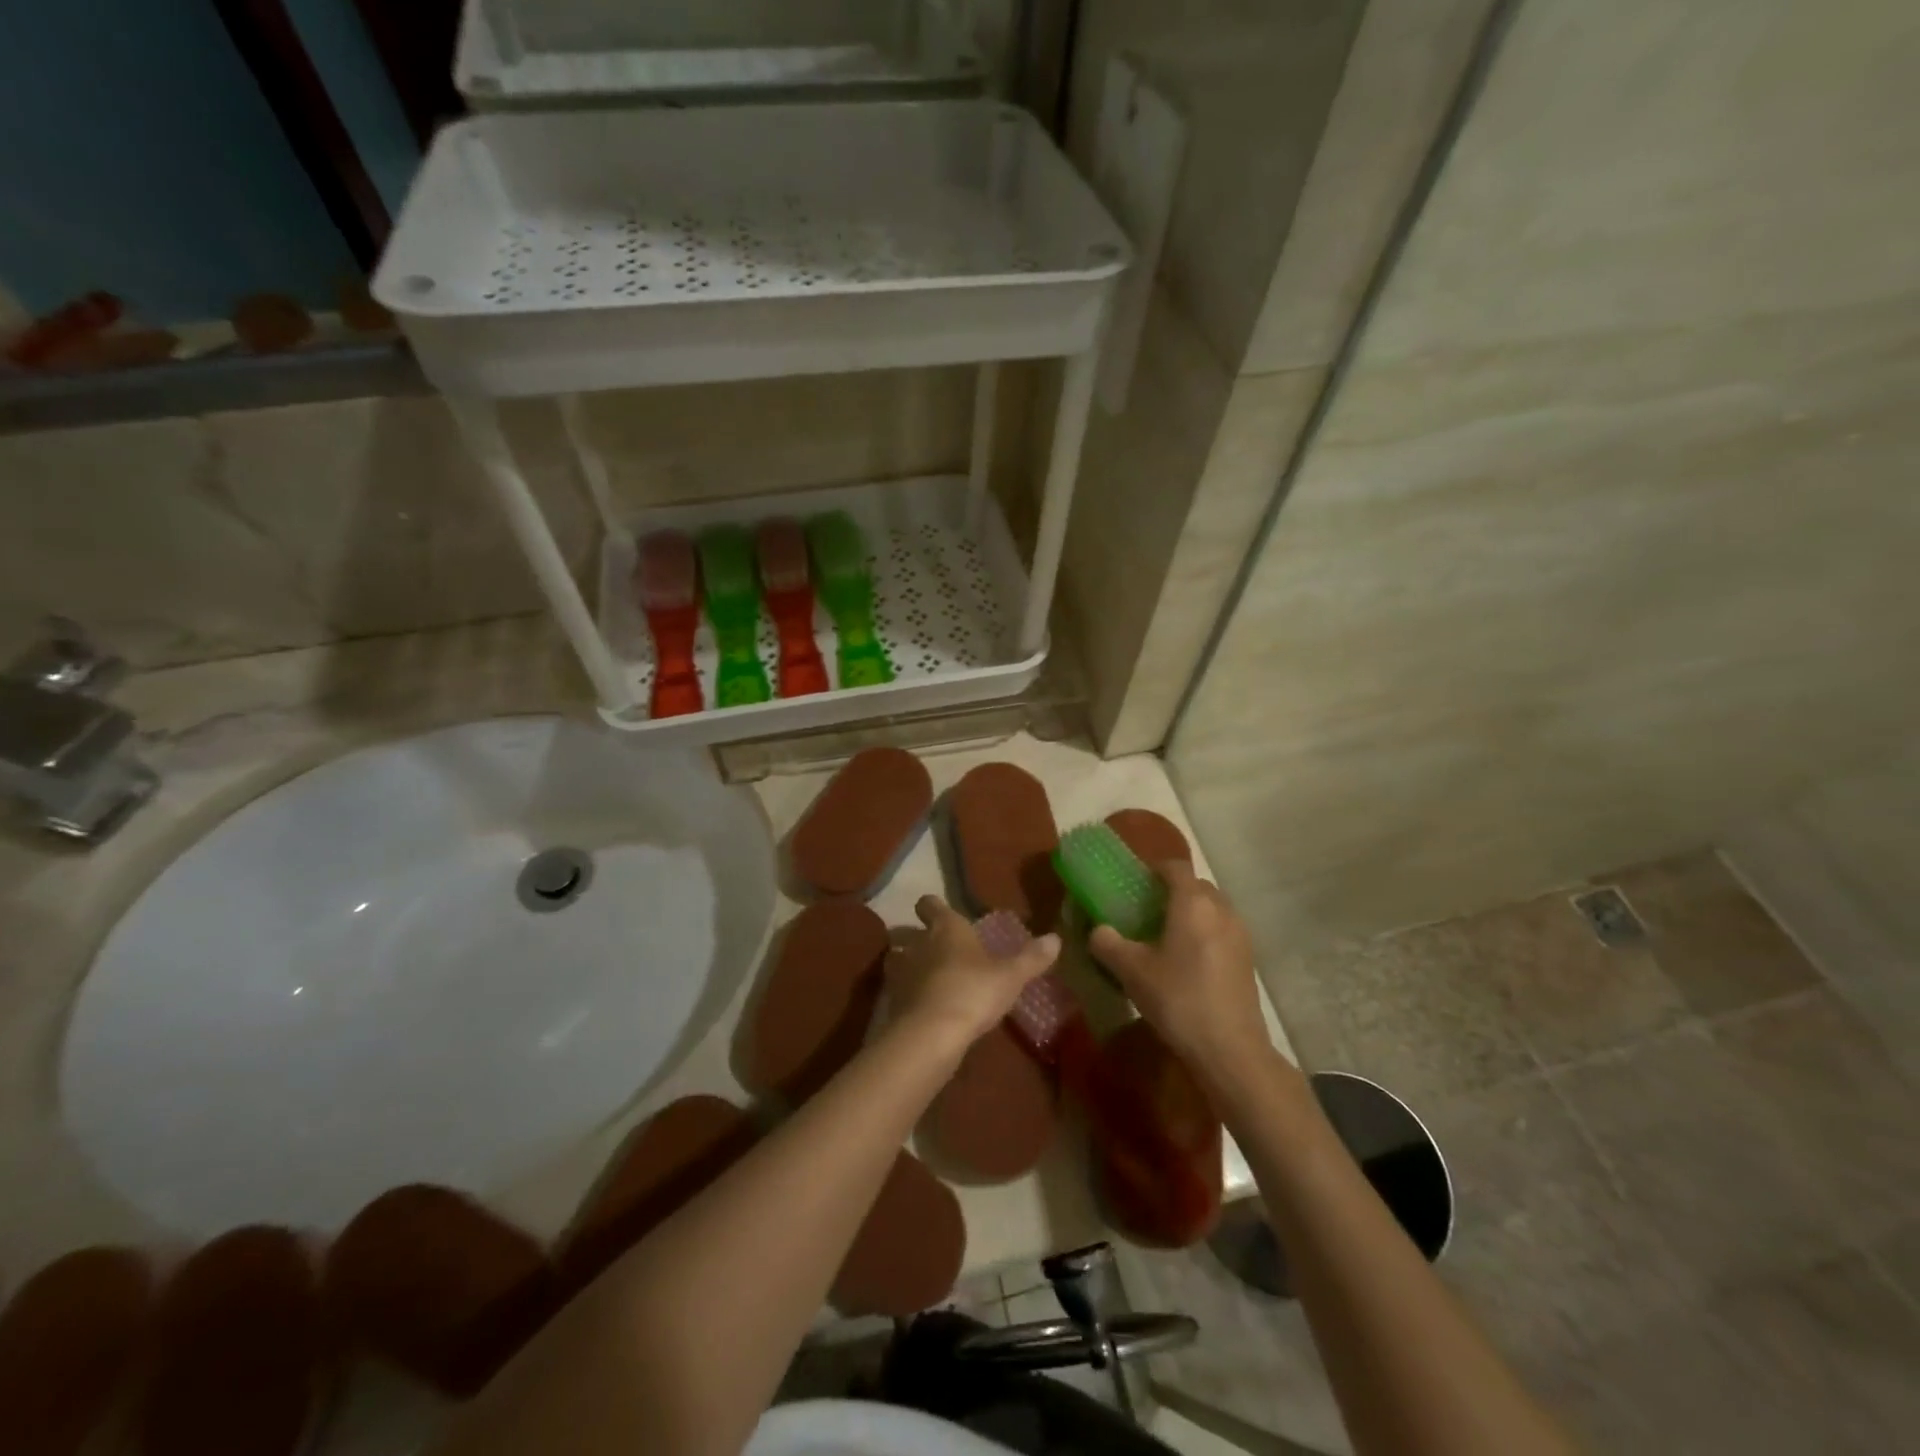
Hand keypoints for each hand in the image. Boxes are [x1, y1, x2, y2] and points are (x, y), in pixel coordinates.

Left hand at [888, 896, 1059, 1046]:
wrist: (931, 1034)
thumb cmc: (973, 991)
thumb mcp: (1011, 976)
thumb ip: (1031, 958)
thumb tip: (1055, 938)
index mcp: (946, 928)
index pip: (930, 904)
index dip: (933, 907)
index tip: (938, 911)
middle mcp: (918, 943)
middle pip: (908, 933)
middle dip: (918, 939)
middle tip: (936, 950)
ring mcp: (900, 973)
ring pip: (897, 960)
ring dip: (907, 966)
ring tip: (925, 978)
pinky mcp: (892, 1002)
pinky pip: (898, 991)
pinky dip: (906, 995)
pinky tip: (921, 1007)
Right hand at [1089, 863, 1266, 1069]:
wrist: (1230, 1049)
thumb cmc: (1178, 999)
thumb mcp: (1131, 971)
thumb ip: (1108, 943)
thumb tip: (1097, 930)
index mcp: (1192, 903)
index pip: (1175, 867)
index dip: (1154, 869)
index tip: (1135, 883)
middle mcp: (1221, 909)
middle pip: (1196, 886)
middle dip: (1172, 891)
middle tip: (1146, 910)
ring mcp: (1240, 934)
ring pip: (1212, 908)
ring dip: (1191, 913)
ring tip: (1166, 936)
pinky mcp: (1248, 958)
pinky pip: (1222, 930)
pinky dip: (1205, 933)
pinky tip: (1188, 961)